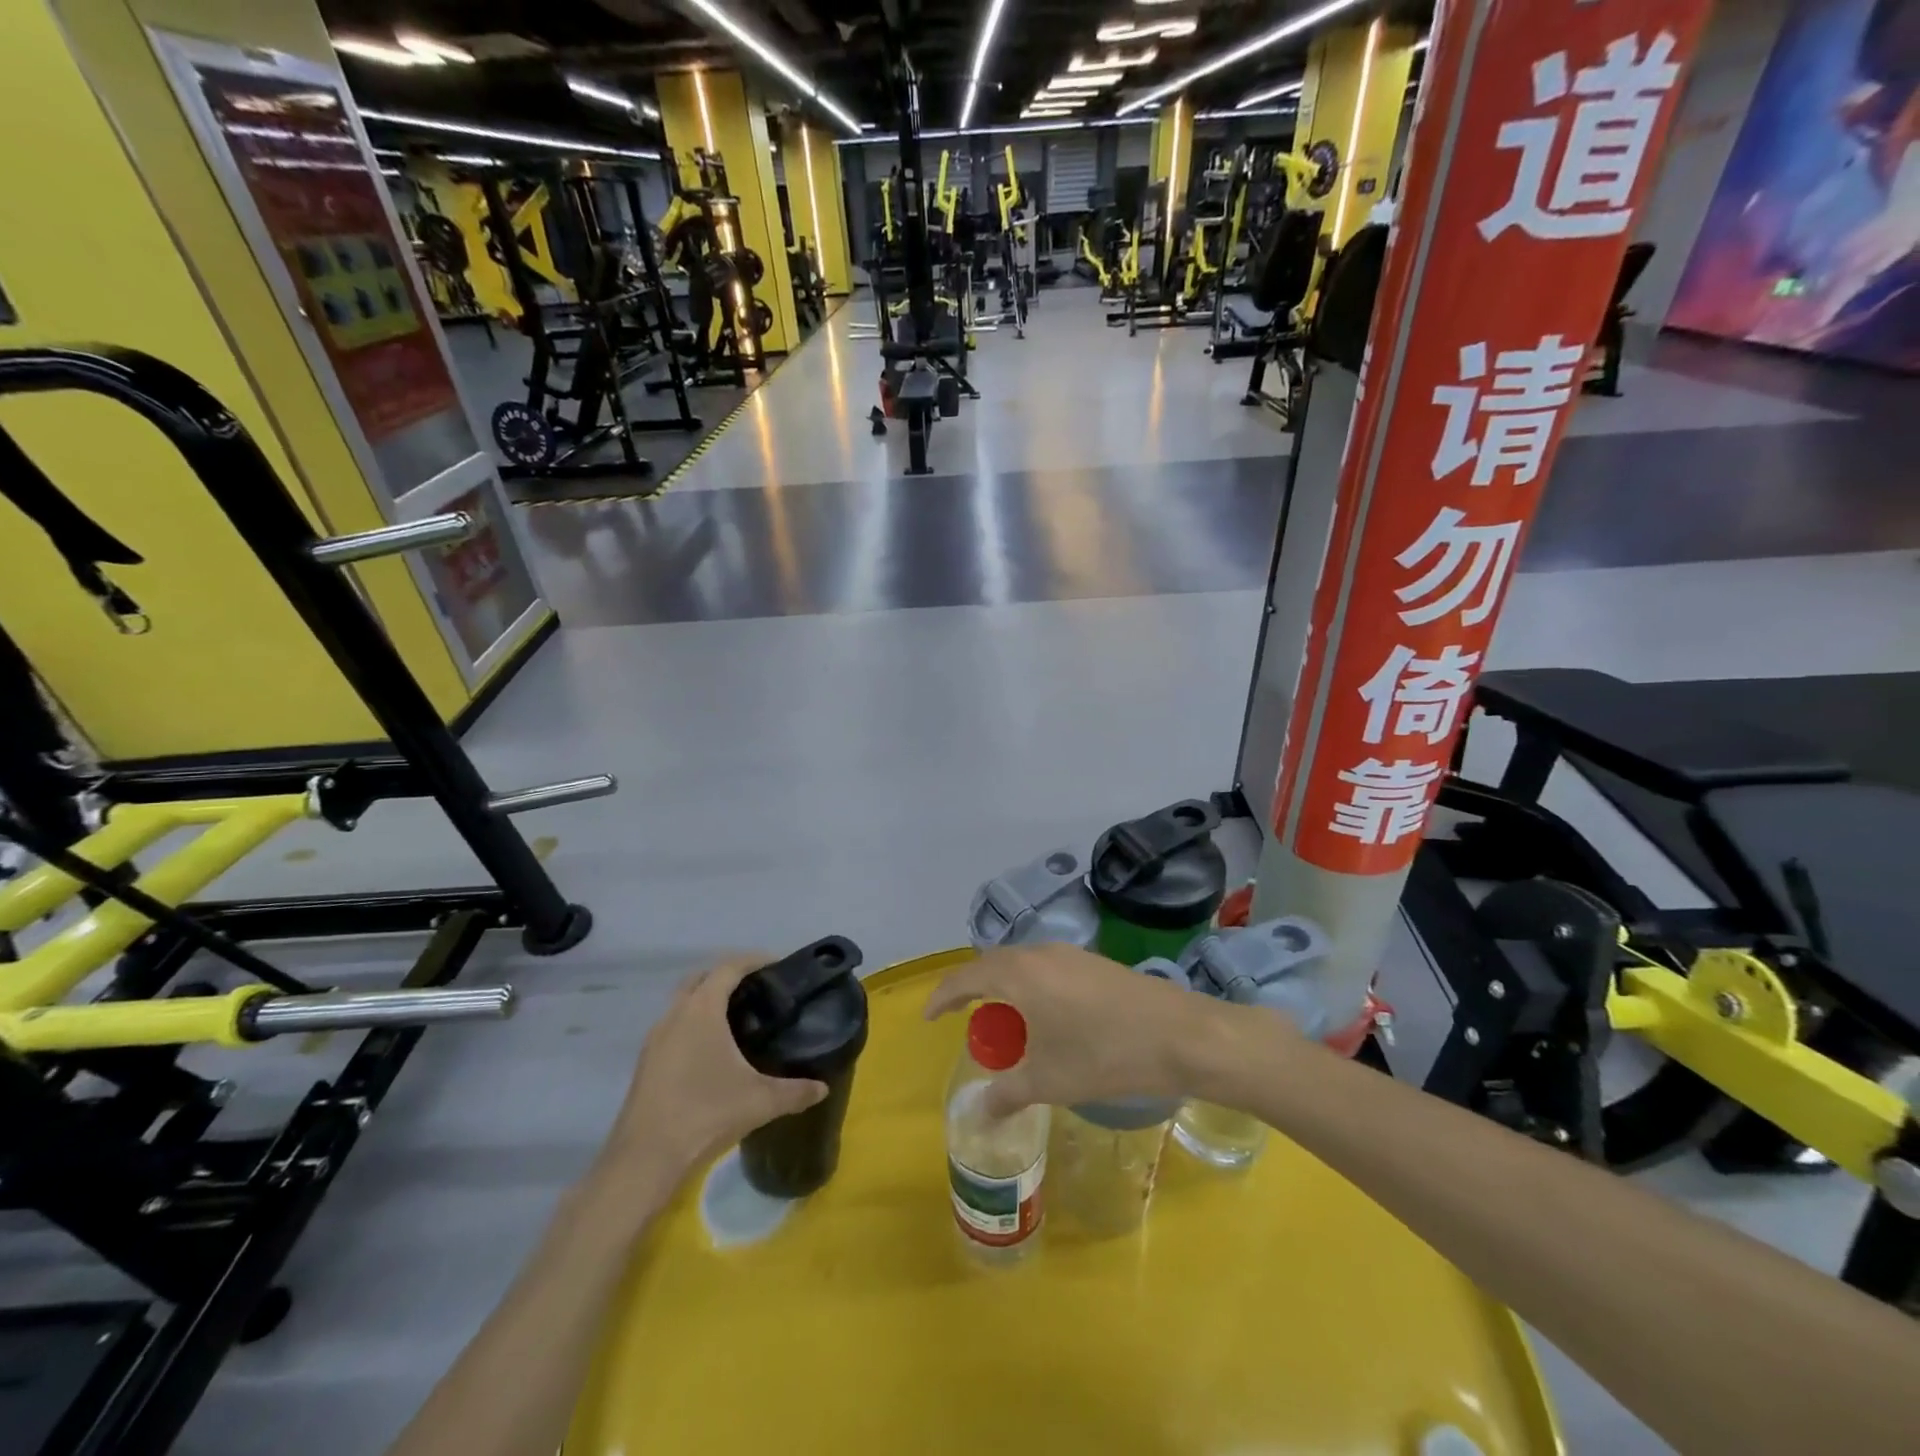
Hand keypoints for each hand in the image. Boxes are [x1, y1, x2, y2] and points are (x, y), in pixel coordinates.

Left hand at [604, 958, 826, 1183]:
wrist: (644, 1160)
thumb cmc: (705, 1114)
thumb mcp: (760, 1101)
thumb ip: (795, 1091)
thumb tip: (823, 1087)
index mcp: (701, 1010)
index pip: (728, 967)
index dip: (754, 960)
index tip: (778, 964)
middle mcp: (674, 1015)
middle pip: (701, 977)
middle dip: (728, 976)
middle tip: (757, 989)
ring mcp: (655, 1039)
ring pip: (682, 1003)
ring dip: (707, 1000)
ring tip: (737, 1018)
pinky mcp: (646, 1063)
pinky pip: (673, 1027)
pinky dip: (693, 1024)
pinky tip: (711, 1052)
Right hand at [924, 943, 1265, 1115]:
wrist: (1182, 1035)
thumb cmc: (1105, 1055)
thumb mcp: (1049, 1080)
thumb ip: (1006, 1094)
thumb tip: (975, 1113)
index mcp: (1019, 973)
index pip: (965, 977)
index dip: (942, 996)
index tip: (928, 1016)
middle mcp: (1040, 953)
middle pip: (993, 965)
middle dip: (973, 991)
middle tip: (965, 1022)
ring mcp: (1070, 954)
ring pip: (1022, 965)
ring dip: (1005, 989)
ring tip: (1005, 1025)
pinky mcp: (1094, 962)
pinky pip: (1045, 968)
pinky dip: (1031, 988)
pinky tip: (1045, 1018)